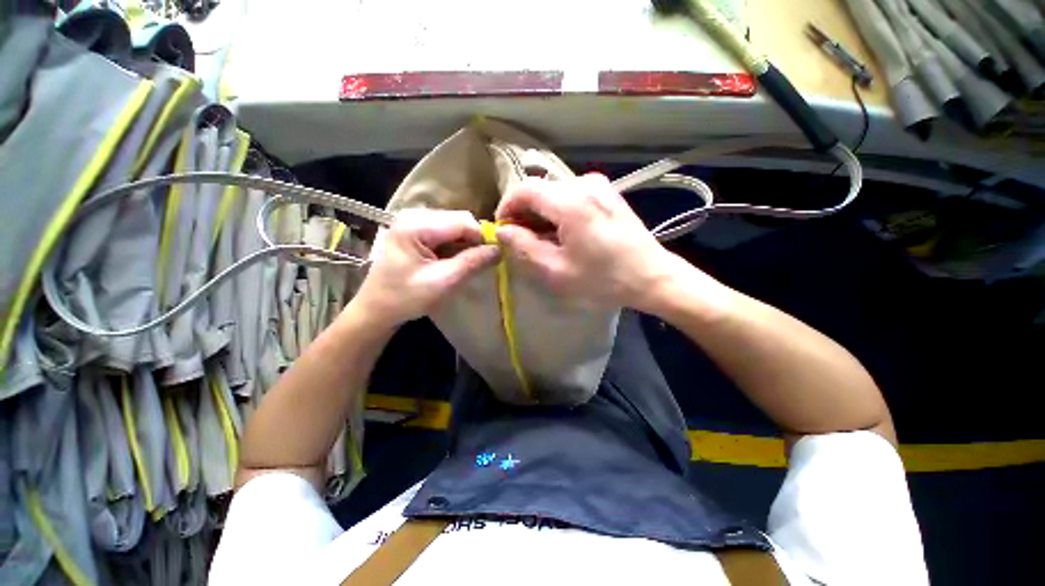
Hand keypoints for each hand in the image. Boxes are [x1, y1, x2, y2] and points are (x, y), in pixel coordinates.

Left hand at [352, 209, 499, 326]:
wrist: (377, 309)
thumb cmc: (405, 298)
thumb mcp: (443, 283)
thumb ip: (472, 263)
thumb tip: (500, 250)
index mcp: (415, 225)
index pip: (462, 221)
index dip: (482, 237)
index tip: (493, 257)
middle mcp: (414, 215)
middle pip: (459, 219)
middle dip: (474, 240)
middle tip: (481, 262)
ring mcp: (414, 221)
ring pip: (455, 224)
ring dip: (467, 243)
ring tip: (468, 263)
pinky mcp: (416, 230)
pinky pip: (447, 231)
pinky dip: (457, 245)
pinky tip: (455, 260)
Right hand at [495, 174, 682, 310]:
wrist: (651, 277)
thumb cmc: (603, 279)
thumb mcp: (556, 271)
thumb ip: (524, 247)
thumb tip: (503, 230)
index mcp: (571, 201)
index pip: (524, 190)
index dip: (507, 206)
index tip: (502, 228)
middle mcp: (584, 183)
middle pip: (540, 190)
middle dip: (525, 213)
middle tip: (522, 240)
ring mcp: (599, 185)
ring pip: (554, 193)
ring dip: (542, 213)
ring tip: (543, 240)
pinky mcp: (607, 193)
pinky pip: (571, 195)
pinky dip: (559, 211)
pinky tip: (564, 233)